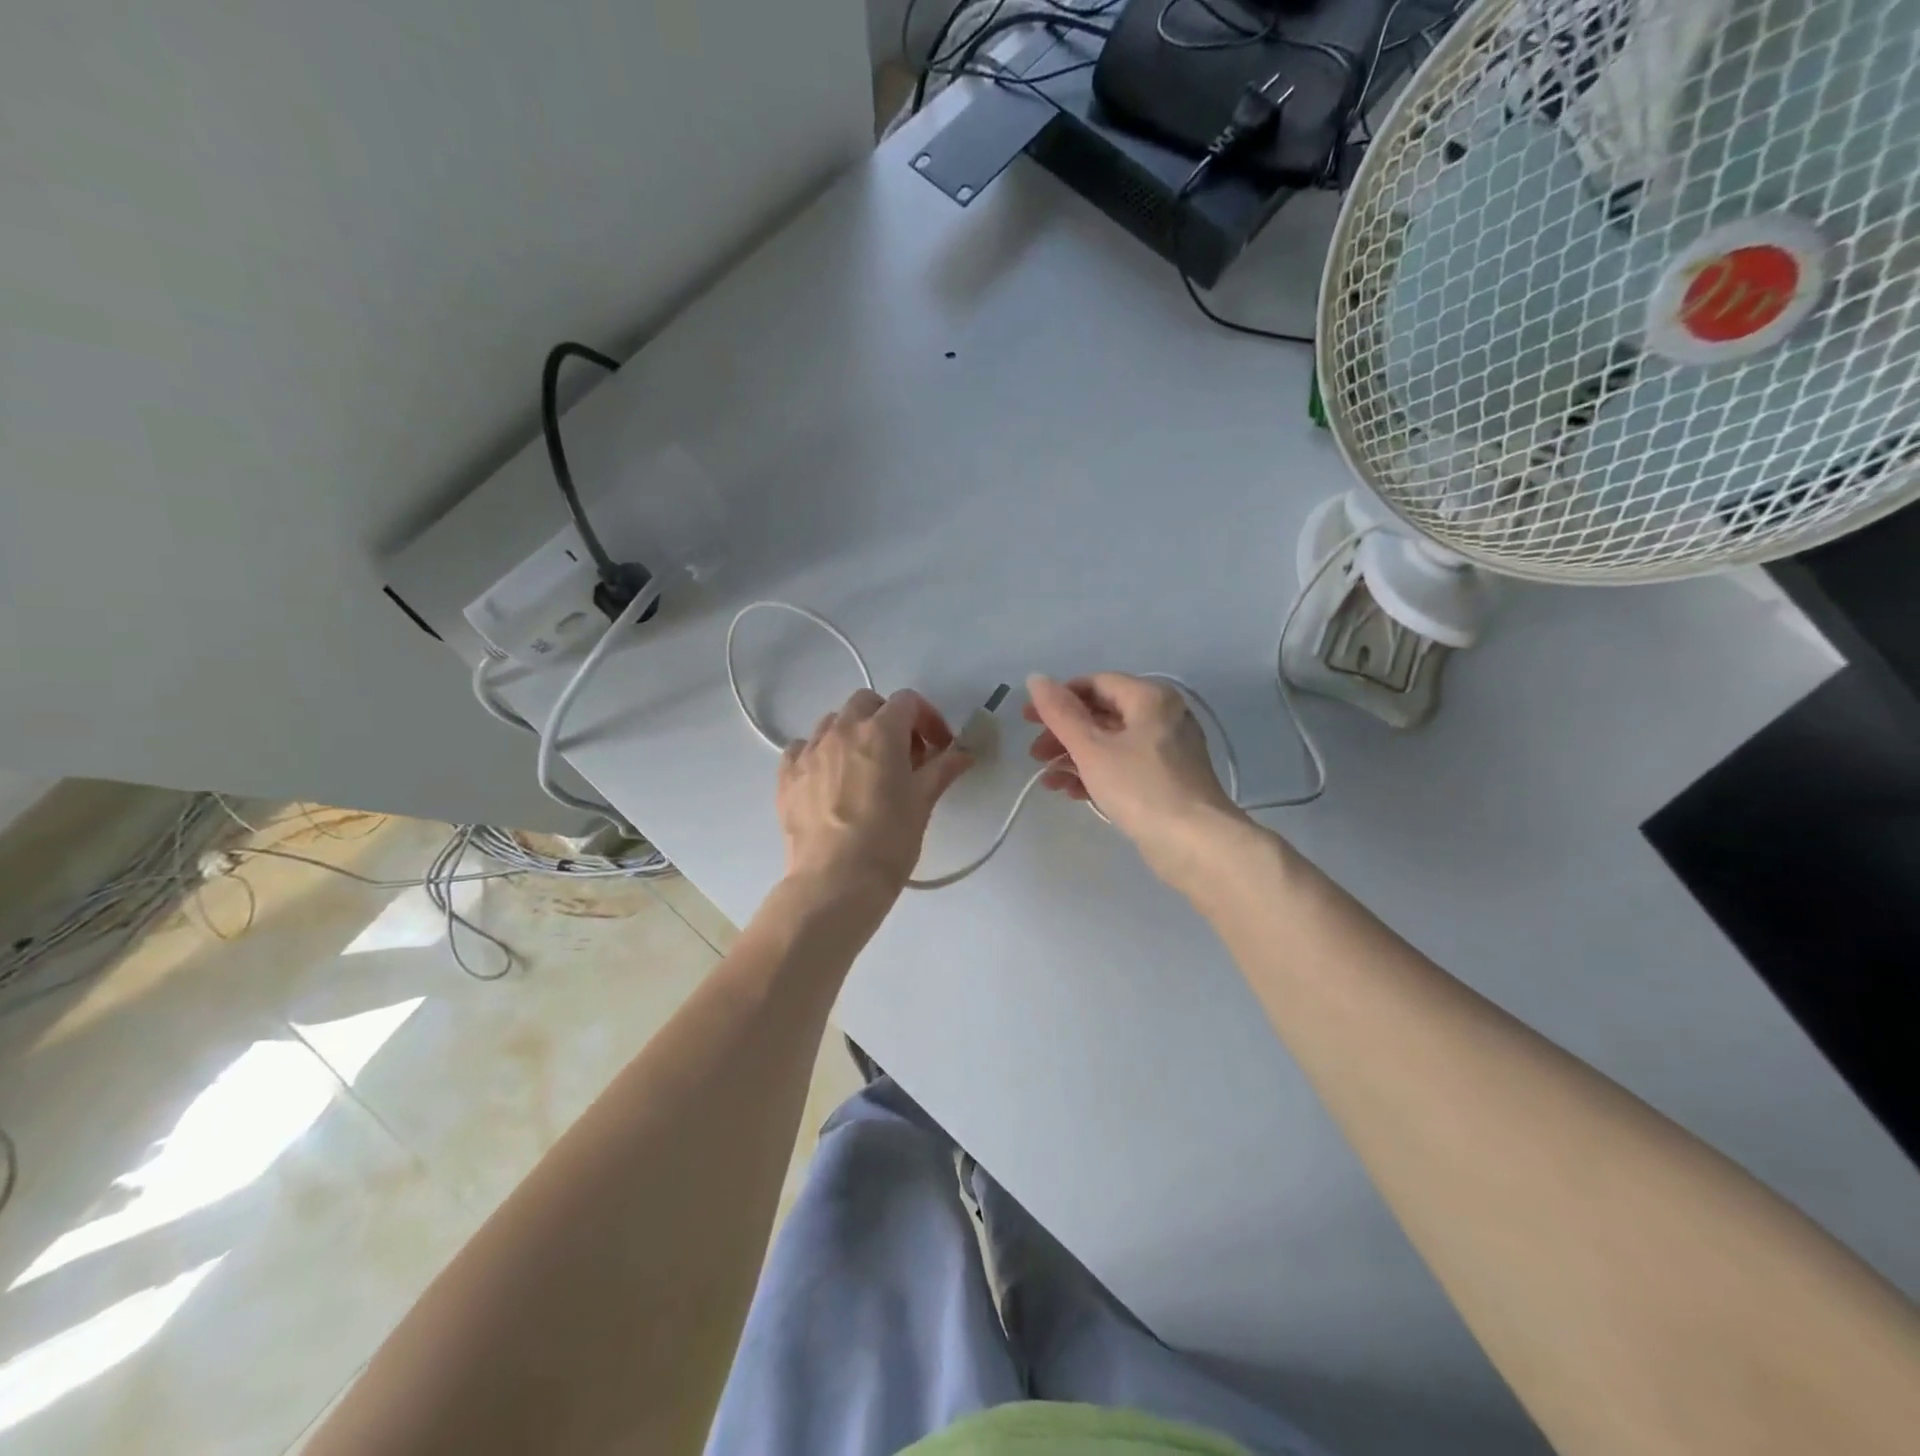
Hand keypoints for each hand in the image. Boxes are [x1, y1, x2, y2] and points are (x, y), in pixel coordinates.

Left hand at [778, 687, 973, 898]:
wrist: (835, 881)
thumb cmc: (888, 840)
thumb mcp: (922, 802)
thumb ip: (943, 769)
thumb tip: (964, 754)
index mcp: (880, 731)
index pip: (907, 701)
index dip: (928, 718)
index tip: (938, 746)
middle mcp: (841, 730)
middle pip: (866, 702)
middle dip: (888, 719)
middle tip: (903, 754)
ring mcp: (809, 751)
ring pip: (832, 722)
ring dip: (853, 733)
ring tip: (865, 767)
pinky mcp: (787, 775)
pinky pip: (802, 748)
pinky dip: (819, 753)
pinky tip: (829, 779)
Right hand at [1024, 673, 1250, 886]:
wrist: (1196, 844)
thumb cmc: (1140, 788)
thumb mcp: (1092, 748)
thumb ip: (1060, 713)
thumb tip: (1036, 678)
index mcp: (1150, 698)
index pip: (1094, 683)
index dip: (1057, 699)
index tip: (1028, 720)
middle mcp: (1163, 716)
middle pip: (1102, 714)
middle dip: (1063, 734)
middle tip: (1035, 755)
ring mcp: (1168, 750)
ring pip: (1111, 743)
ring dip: (1075, 758)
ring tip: (1048, 781)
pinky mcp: (1167, 780)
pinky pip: (1124, 766)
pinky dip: (1097, 774)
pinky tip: (1072, 793)